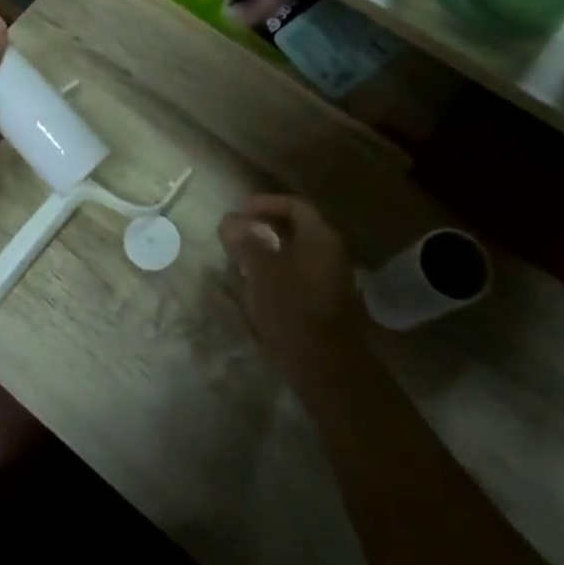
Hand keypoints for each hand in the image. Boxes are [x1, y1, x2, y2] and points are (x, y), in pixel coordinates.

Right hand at [219, 196, 368, 384]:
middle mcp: (332, 250)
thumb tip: (230, 221)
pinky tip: (259, 282)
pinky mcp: (328, 299)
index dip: (265, 203)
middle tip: (238, 232)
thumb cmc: (290, 306)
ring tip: (243, 257)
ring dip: (271, 248)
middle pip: (298, 227)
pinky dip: (280, 268)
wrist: (323, 361)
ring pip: (298, 251)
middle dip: (265, 226)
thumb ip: (245, 241)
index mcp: (320, 236)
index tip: (239, 212)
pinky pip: (302, 271)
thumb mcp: (260, 269)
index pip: (294, 205)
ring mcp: (333, 276)